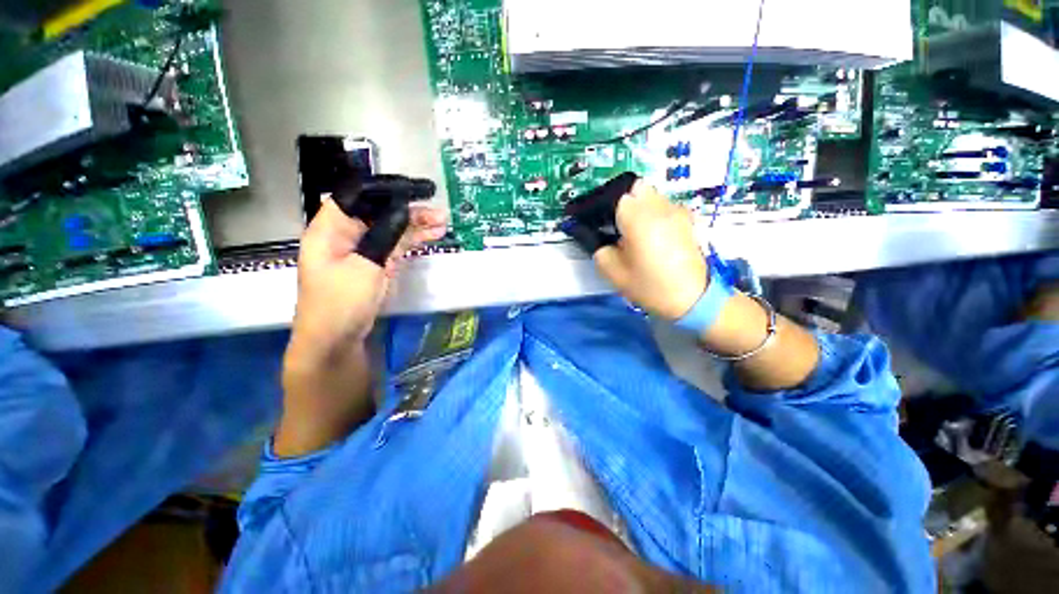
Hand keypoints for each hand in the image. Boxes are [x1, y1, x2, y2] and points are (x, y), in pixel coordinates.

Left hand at [286, 198, 447, 366]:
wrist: (335, 340)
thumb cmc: (342, 302)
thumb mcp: (365, 266)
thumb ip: (385, 235)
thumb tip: (405, 210)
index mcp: (331, 227)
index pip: (358, 195)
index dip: (387, 189)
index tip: (417, 191)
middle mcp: (345, 234)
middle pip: (379, 212)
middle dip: (409, 210)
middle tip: (438, 212)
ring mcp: (360, 250)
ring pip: (390, 229)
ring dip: (415, 226)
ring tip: (442, 223)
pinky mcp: (373, 264)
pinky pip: (394, 246)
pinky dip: (411, 241)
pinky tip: (431, 236)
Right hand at [588, 180, 818, 390]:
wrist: (694, 298)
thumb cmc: (651, 287)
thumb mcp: (614, 274)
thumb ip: (601, 251)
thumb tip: (604, 240)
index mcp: (638, 218)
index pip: (616, 196)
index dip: (607, 210)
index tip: (604, 227)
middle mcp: (659, 206)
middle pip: (636, 189)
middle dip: (625, 204)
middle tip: (620, 229)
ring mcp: (677, 210)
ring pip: (652, 195)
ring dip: (641, 208)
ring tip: (638, 233)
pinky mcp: (688, 218)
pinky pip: (665, 206)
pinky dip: (656, 214)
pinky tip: (656, 236)